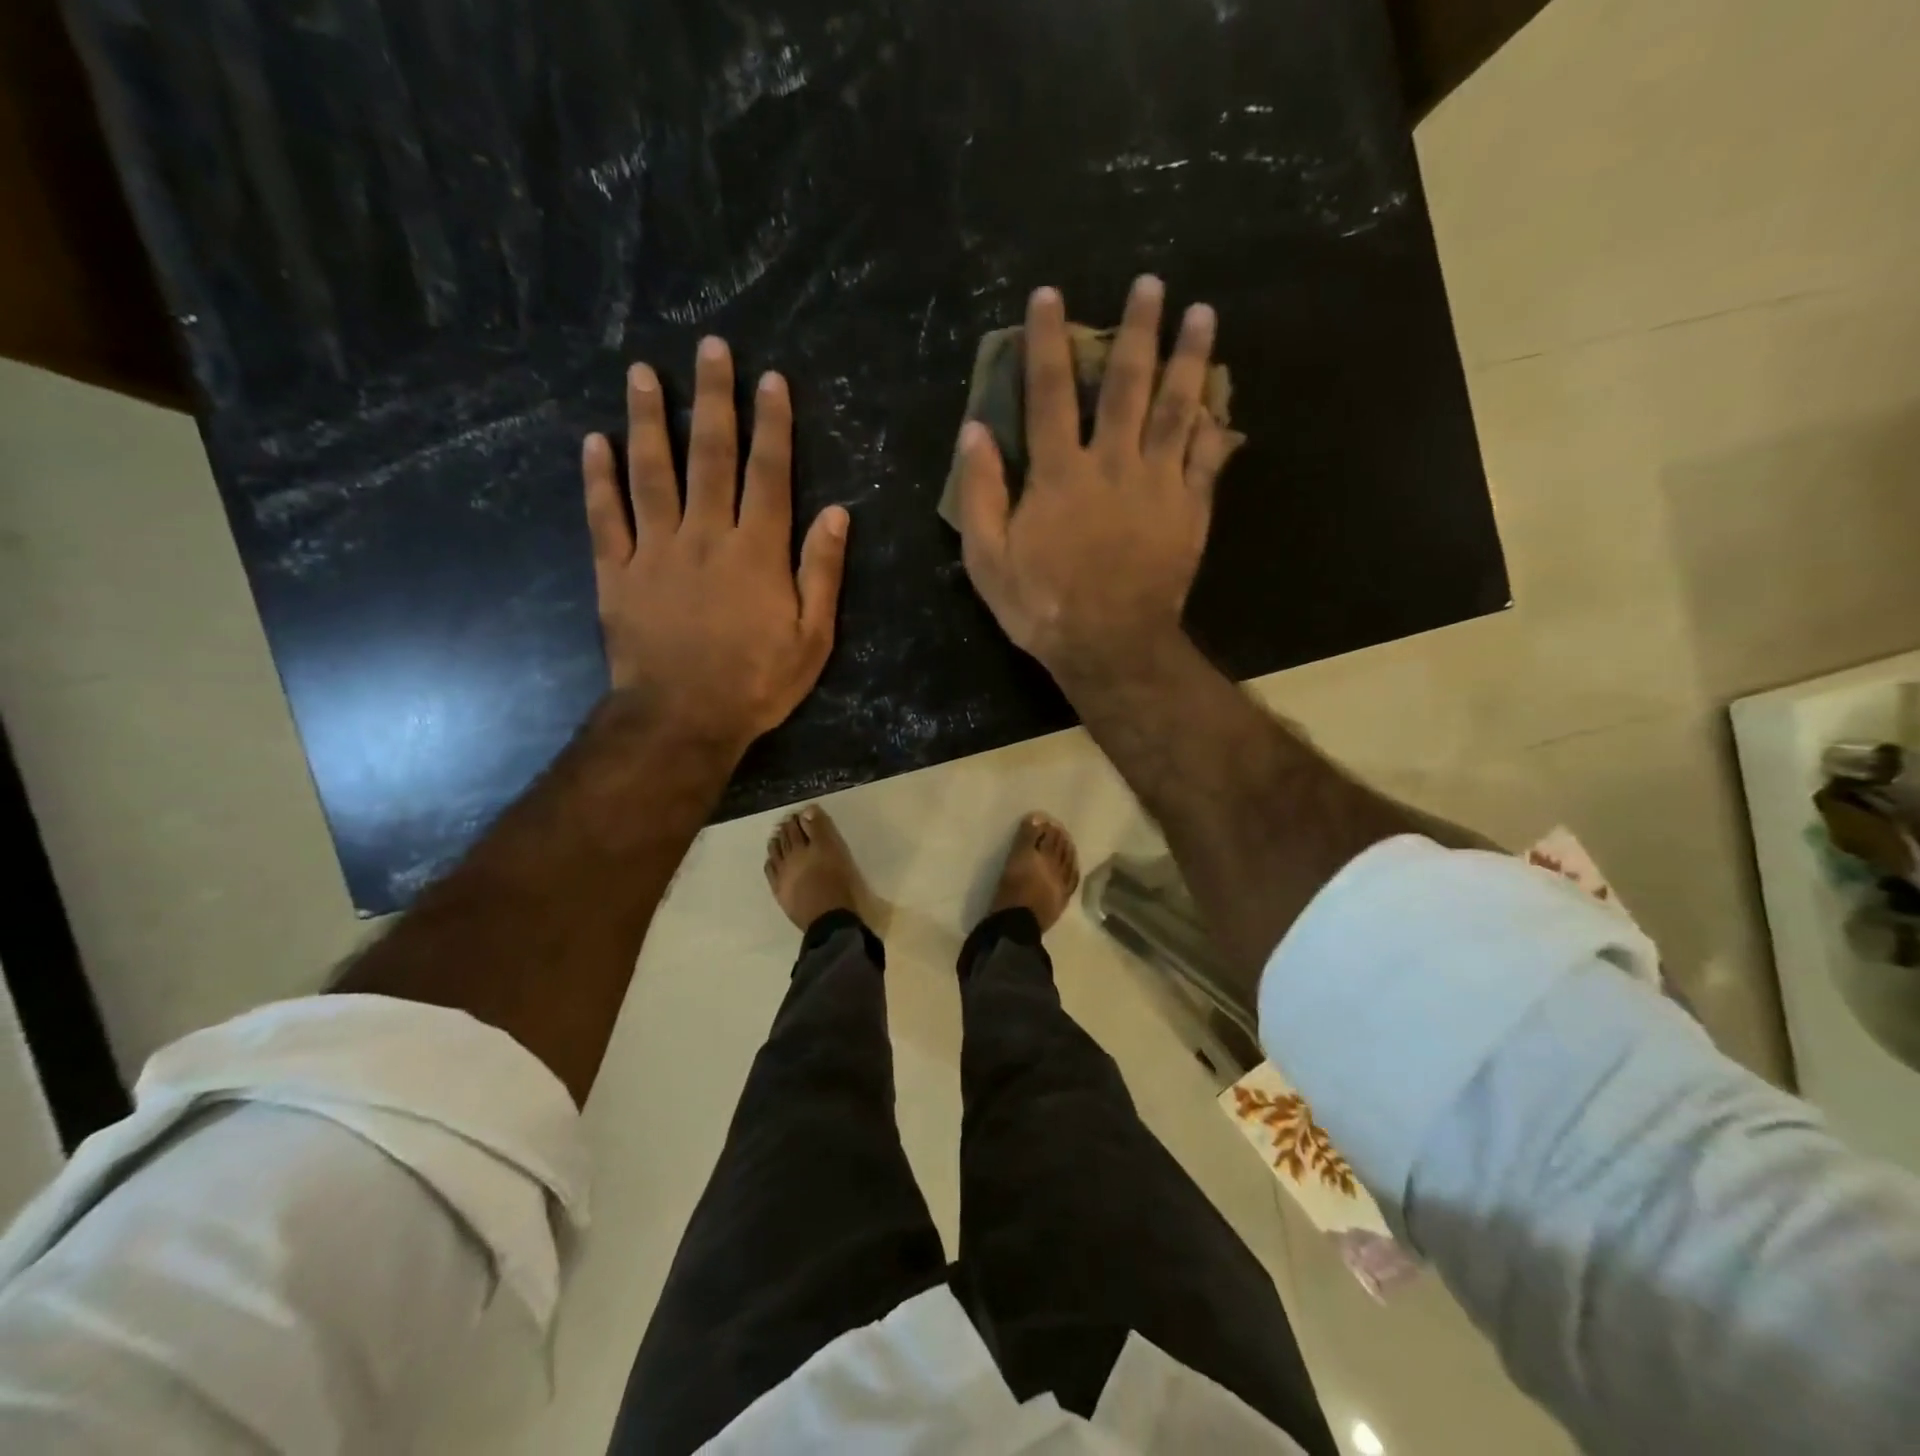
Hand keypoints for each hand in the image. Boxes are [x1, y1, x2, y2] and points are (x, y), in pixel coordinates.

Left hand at [583, 338, 848, 753]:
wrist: (683, 719)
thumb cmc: (757, 683)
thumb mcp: (812, 638)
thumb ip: (822, 573)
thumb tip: (837, 514)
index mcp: (757, 551)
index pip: (769, 474)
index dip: (772, 425)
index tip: (770, 380)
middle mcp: (705, 536)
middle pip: (710, 456)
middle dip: (713, 399)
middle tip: (710, 348)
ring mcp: (655, 551)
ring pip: (651, 473)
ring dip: (647, 420)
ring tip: (642, 373)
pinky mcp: (617, 573)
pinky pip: (604, 517)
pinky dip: (597, 479)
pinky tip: (594, 442)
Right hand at [953, 277, 1239, 681]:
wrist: (1109, 644)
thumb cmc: (1042, 606)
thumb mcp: (988, 559)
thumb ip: (981, 493)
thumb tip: (973, 431)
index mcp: (1058, 474)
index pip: (1048, 393)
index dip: (1048, 341)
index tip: (1051, 295)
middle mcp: (1112, 463)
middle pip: (1127, 384)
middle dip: (1137, 329)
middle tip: (1151, 283)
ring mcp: (1158, 483)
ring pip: (1178, 408)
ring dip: (1191, 358)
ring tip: (1204, 314)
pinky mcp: (1190, 509)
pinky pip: (1209, 458)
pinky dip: (1219, 428)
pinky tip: (1226, 404)